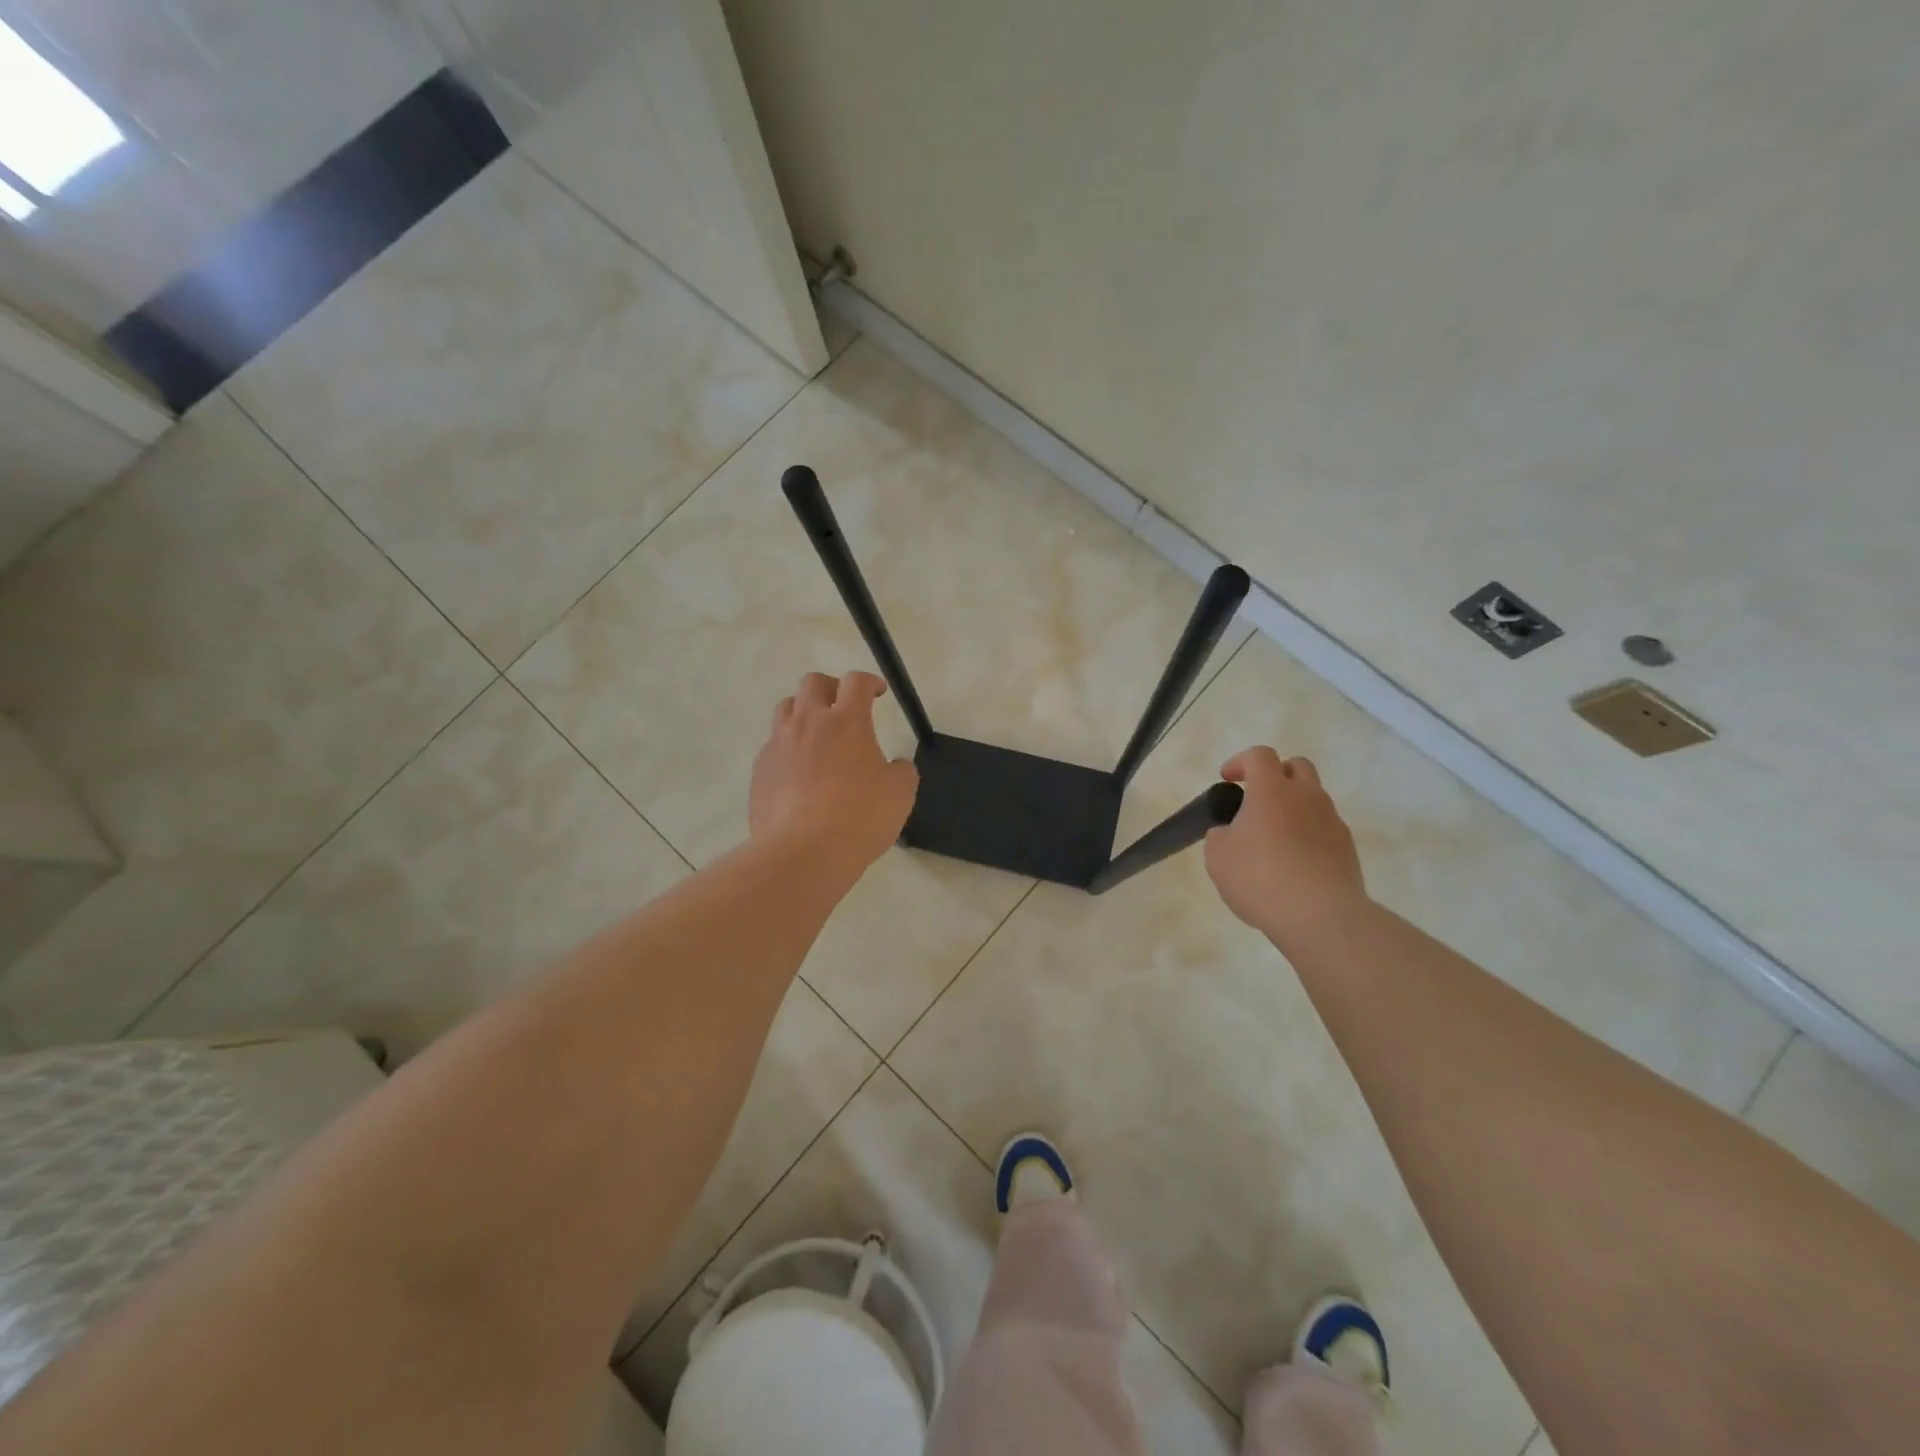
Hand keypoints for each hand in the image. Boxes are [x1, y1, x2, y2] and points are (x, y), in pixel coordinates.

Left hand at [749, 672, 918, 874]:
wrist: (803, 852)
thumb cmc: (860, 817)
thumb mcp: (900, 793)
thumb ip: (900, 770)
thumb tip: (894, 765)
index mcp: (846, 722)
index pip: (856, 682)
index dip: (869, 681)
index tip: (877, 693)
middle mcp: (808, 723)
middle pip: (812, 683)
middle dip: (831, 687)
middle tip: (843, 705)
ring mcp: (778, 745)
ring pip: (785, 708)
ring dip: (803, 712)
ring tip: (816, 734)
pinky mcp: (760, 770)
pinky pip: (773, 746)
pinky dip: (788, 748)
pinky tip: (798, 772)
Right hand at [1204, 747, 1369, 947]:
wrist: (1320, 916)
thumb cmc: (1260, 878)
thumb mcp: (1218, 856)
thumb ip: (1220, 836)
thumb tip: (1230, 833)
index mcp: (1272, 790)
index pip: (1259, 755)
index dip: (1240, 762)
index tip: (1227, 780)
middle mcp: (1307, 796)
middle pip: (1297, 766)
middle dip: (1276, 775)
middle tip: (1256, 799)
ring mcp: (1332, 821)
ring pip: (1313, 799)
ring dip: (1293, 807)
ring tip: (1273, 838)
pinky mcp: (1347, 848)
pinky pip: (1324, 828)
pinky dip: (1307, 834)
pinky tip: (1293, 863)